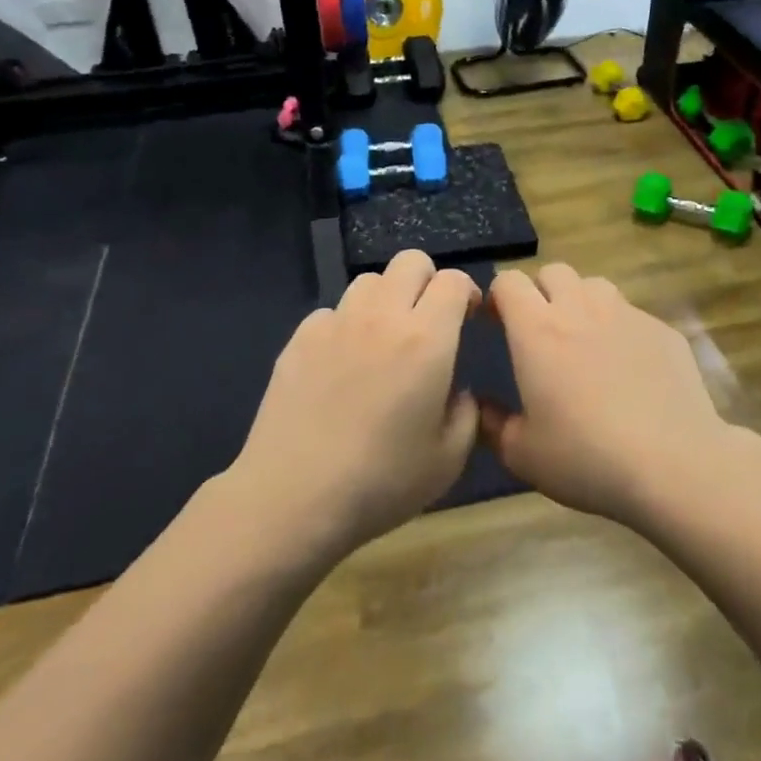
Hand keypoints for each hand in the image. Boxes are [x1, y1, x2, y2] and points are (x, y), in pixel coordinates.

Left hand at [233, 250, 480, 555]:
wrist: (292, 499)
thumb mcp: (449, 460)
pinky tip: (342, 364)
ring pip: (369, 281)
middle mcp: (381, 317)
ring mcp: (335, 323)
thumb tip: (456, 390)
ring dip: (387, 298)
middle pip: (410, 261)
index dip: (466, 292)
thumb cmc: (381, 482)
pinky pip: (332, 311)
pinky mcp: (299, 339)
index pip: (453, 280)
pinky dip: (346, 325)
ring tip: (384, 338)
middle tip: (429, 320)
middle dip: (428, 281)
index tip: (467, 318)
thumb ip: (466, 413)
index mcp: (426, 339)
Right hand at [481, 264, 735, 526]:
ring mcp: (626, 315)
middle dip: (541, 291)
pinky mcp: (662, 329)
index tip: (497, 323)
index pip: (509, 282)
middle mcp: (580, 309)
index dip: (498, 296)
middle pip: (553, 271)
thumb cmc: (586, 457)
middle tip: (542, 330)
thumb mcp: (522, 454)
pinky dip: (621, 328)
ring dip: (582, 301)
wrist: (673, 464)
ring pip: (595, 285)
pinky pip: (632, 313)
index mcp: (537, 331)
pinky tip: (630, 367)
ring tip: (585, 340)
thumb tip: (481, 405)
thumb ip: (492, 424)